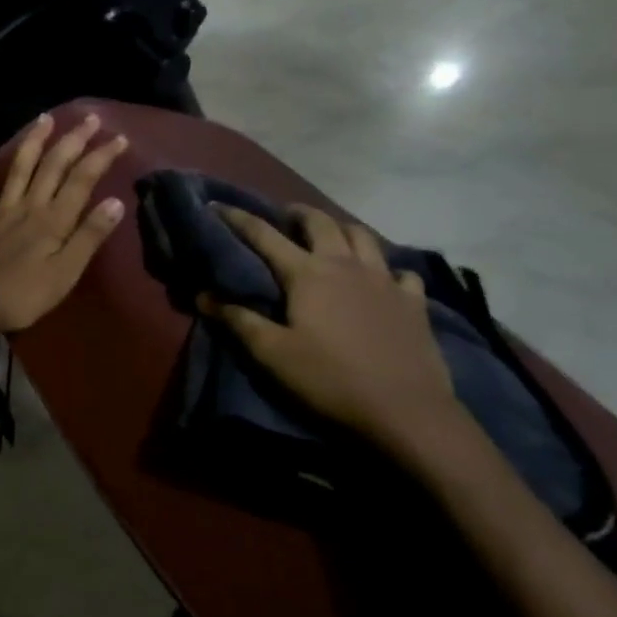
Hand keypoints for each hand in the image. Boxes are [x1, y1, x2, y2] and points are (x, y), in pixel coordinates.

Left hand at [0, 112, 128, 334]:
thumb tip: (115, 201)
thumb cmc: (22, 294)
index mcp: (52, 219)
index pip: (81, 180)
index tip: (118, 137)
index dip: (100, 157)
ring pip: (17, 171)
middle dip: (72, 140)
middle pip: (51, 166)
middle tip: (89, 118)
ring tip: (42, 120)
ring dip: (31, 144)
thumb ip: (89, 236)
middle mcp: (27, 208)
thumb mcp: (65, 272)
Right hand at [205, 204, 470, 472]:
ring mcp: (384, 279)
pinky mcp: (413, 301)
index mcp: (307, 273)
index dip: (238, 218)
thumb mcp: (273, 354)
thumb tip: (203, 295)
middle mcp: (345, 264)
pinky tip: (383, 280)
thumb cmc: (330, 379)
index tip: (218, 205)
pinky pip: (401, 272)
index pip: (264, 235)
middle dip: (298, 213)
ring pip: (362, 235)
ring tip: (331, 237)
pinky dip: (387, 268)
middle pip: (320, 222)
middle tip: (285, 217)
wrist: (406, 411)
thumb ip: (238, 320)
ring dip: (341, 229)